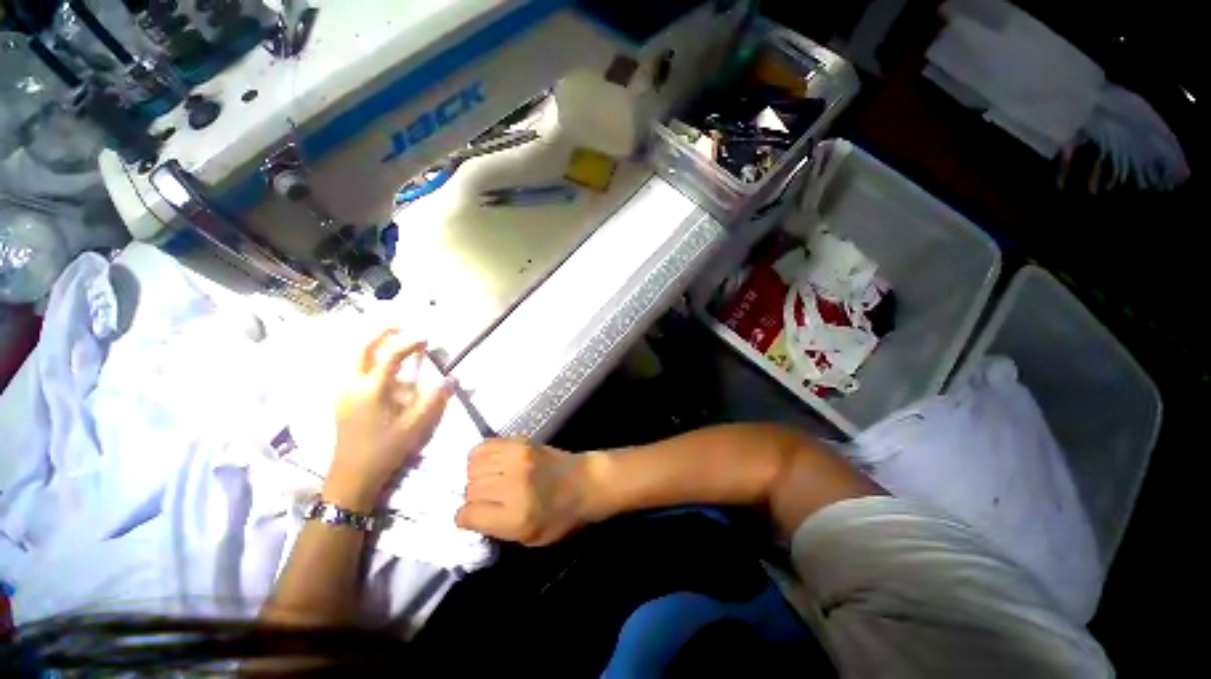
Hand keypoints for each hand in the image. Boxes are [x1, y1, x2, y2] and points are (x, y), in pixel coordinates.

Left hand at [324, 328, 454, 511]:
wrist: (352, 475)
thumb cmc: (385, 449)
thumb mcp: (415, 426)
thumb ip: (434, 399)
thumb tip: (451, 379)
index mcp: (371, 389)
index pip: (390, 355)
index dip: (409, 343)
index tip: (425, 338)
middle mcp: (352, 384)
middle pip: (361, 347)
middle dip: (380, 332)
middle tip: (401, 325)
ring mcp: (343, 391)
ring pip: (353, 357)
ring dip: (372, 343)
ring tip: (393, 341)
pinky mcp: (342, 399)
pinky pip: (352, 369)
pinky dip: (367, 358)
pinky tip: (382, 366)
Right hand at [456, 438, 603, 545]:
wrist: (586, 482)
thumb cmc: (561, 517)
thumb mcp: (530, 538)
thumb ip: (497, 529)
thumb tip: (470, 514)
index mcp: (516, 516)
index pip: (468, 514)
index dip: (467, 518)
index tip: (474, 516)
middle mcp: (514, 485)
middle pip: (471, 489)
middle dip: (473, 497)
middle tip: (488, 498)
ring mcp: (518, 460)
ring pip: (474, 466)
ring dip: (476, 476)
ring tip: (490, 479)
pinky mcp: (521, 442)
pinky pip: (485, 446)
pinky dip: (481, 456)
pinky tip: (491, 463)